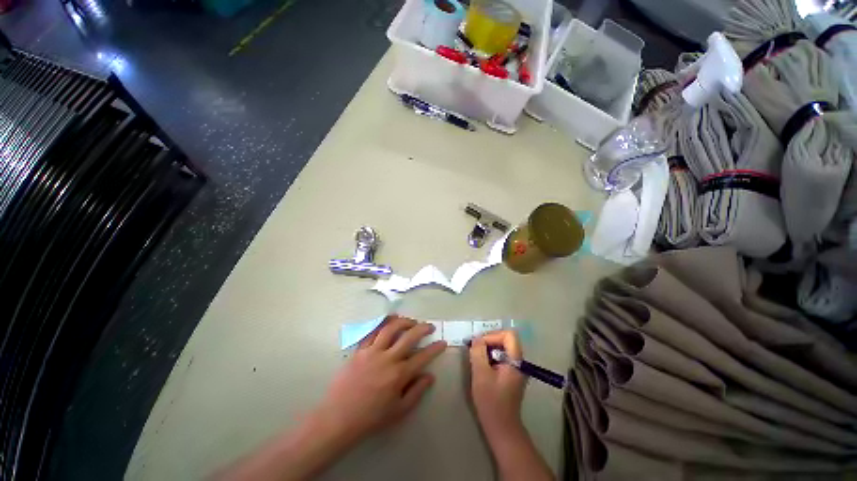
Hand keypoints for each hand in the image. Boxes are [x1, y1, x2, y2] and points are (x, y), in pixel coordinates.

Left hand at [316, 315, 446, 443]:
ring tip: (411, 321)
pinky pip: (372, 331)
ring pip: (390, 327)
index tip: (442, 342)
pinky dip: (382, 324)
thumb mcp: (398, 411)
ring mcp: (372, 351)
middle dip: (423, 328)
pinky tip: (389, 322)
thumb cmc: (371, 418)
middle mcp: (387, 358)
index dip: (435, 348)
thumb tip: (430, 376)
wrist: (338, 418)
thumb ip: (416, 392)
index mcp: (399, 374)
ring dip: (404, 321)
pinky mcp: (360, 350)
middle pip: (409, 336)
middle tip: (429, 326)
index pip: (423, 356)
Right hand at [468, 330, 526, 440]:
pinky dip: (490, 357)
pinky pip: (501, 357)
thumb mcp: (481, 374)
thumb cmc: (491, 401)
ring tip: (476, 357)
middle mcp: (519, 362)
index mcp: (516, 361)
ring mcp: (516, 369)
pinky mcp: (510, 375)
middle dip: (489, 341)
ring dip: (488, 349)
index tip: (479, 344)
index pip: (509, 335)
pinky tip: (481, 366)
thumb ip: (478, 353)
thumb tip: (476, 338)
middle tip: (475, 349)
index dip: (493, 335)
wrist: (501, 427)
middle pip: (506, 340)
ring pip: (503, 348)